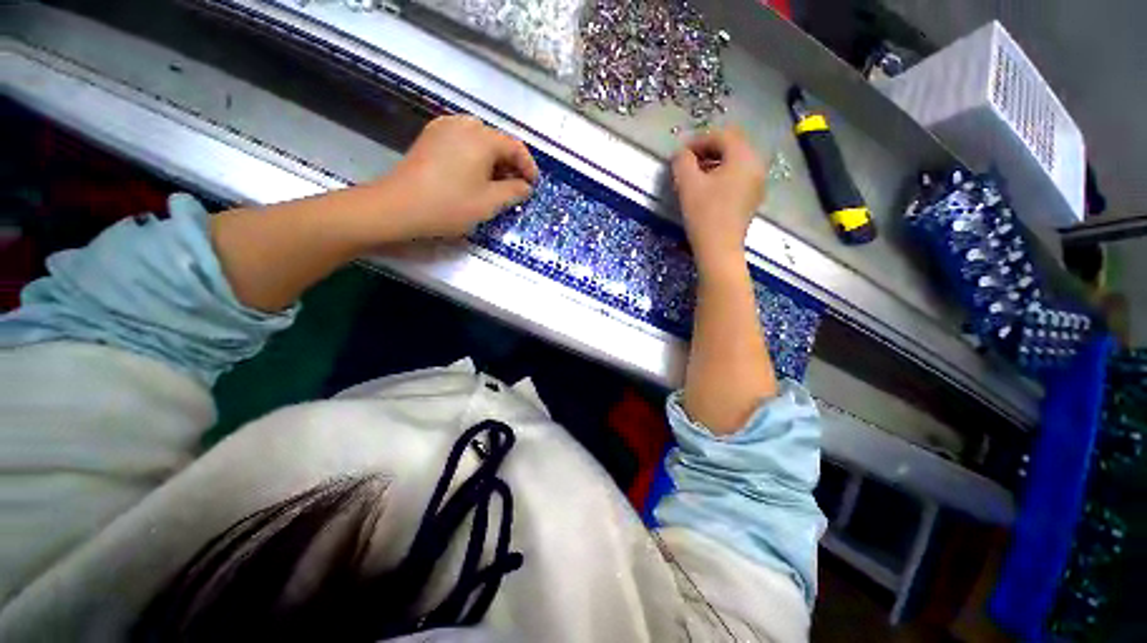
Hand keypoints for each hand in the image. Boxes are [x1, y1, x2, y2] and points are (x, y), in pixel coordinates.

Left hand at [373, 115, 538, 239]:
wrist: (399, 207)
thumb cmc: (450, 205)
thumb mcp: (489, 203)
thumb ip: (513, 192)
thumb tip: (525, 187)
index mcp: (482, 138)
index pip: (515, 146)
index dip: (528, 166)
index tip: (532, 185)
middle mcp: (464, 125)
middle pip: (496, 141)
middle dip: (510, 164)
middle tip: (514, 187)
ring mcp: (443, 128)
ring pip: (479, 140)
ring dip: (492, 160)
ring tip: (494, 184)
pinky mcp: (430, 137)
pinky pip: (461, 141)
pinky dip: (474, 156)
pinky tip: (472, 175)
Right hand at [671, 126, 765, 270]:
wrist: (719, 250)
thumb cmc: (704, 215)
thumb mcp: (688, 185)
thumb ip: (682, 161)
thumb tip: (680, 153)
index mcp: (744, 157)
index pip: (722, 135)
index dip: (698, 140)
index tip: (680, 153)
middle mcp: (756, 165)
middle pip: (731, 146)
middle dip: (706, 150)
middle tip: (686, 162)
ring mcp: (757, 183)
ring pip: (734, 162)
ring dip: (713, 163)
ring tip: (693, 176)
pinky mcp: (752, 199)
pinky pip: (737, 177)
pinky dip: (721, 176)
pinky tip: (706, 189)